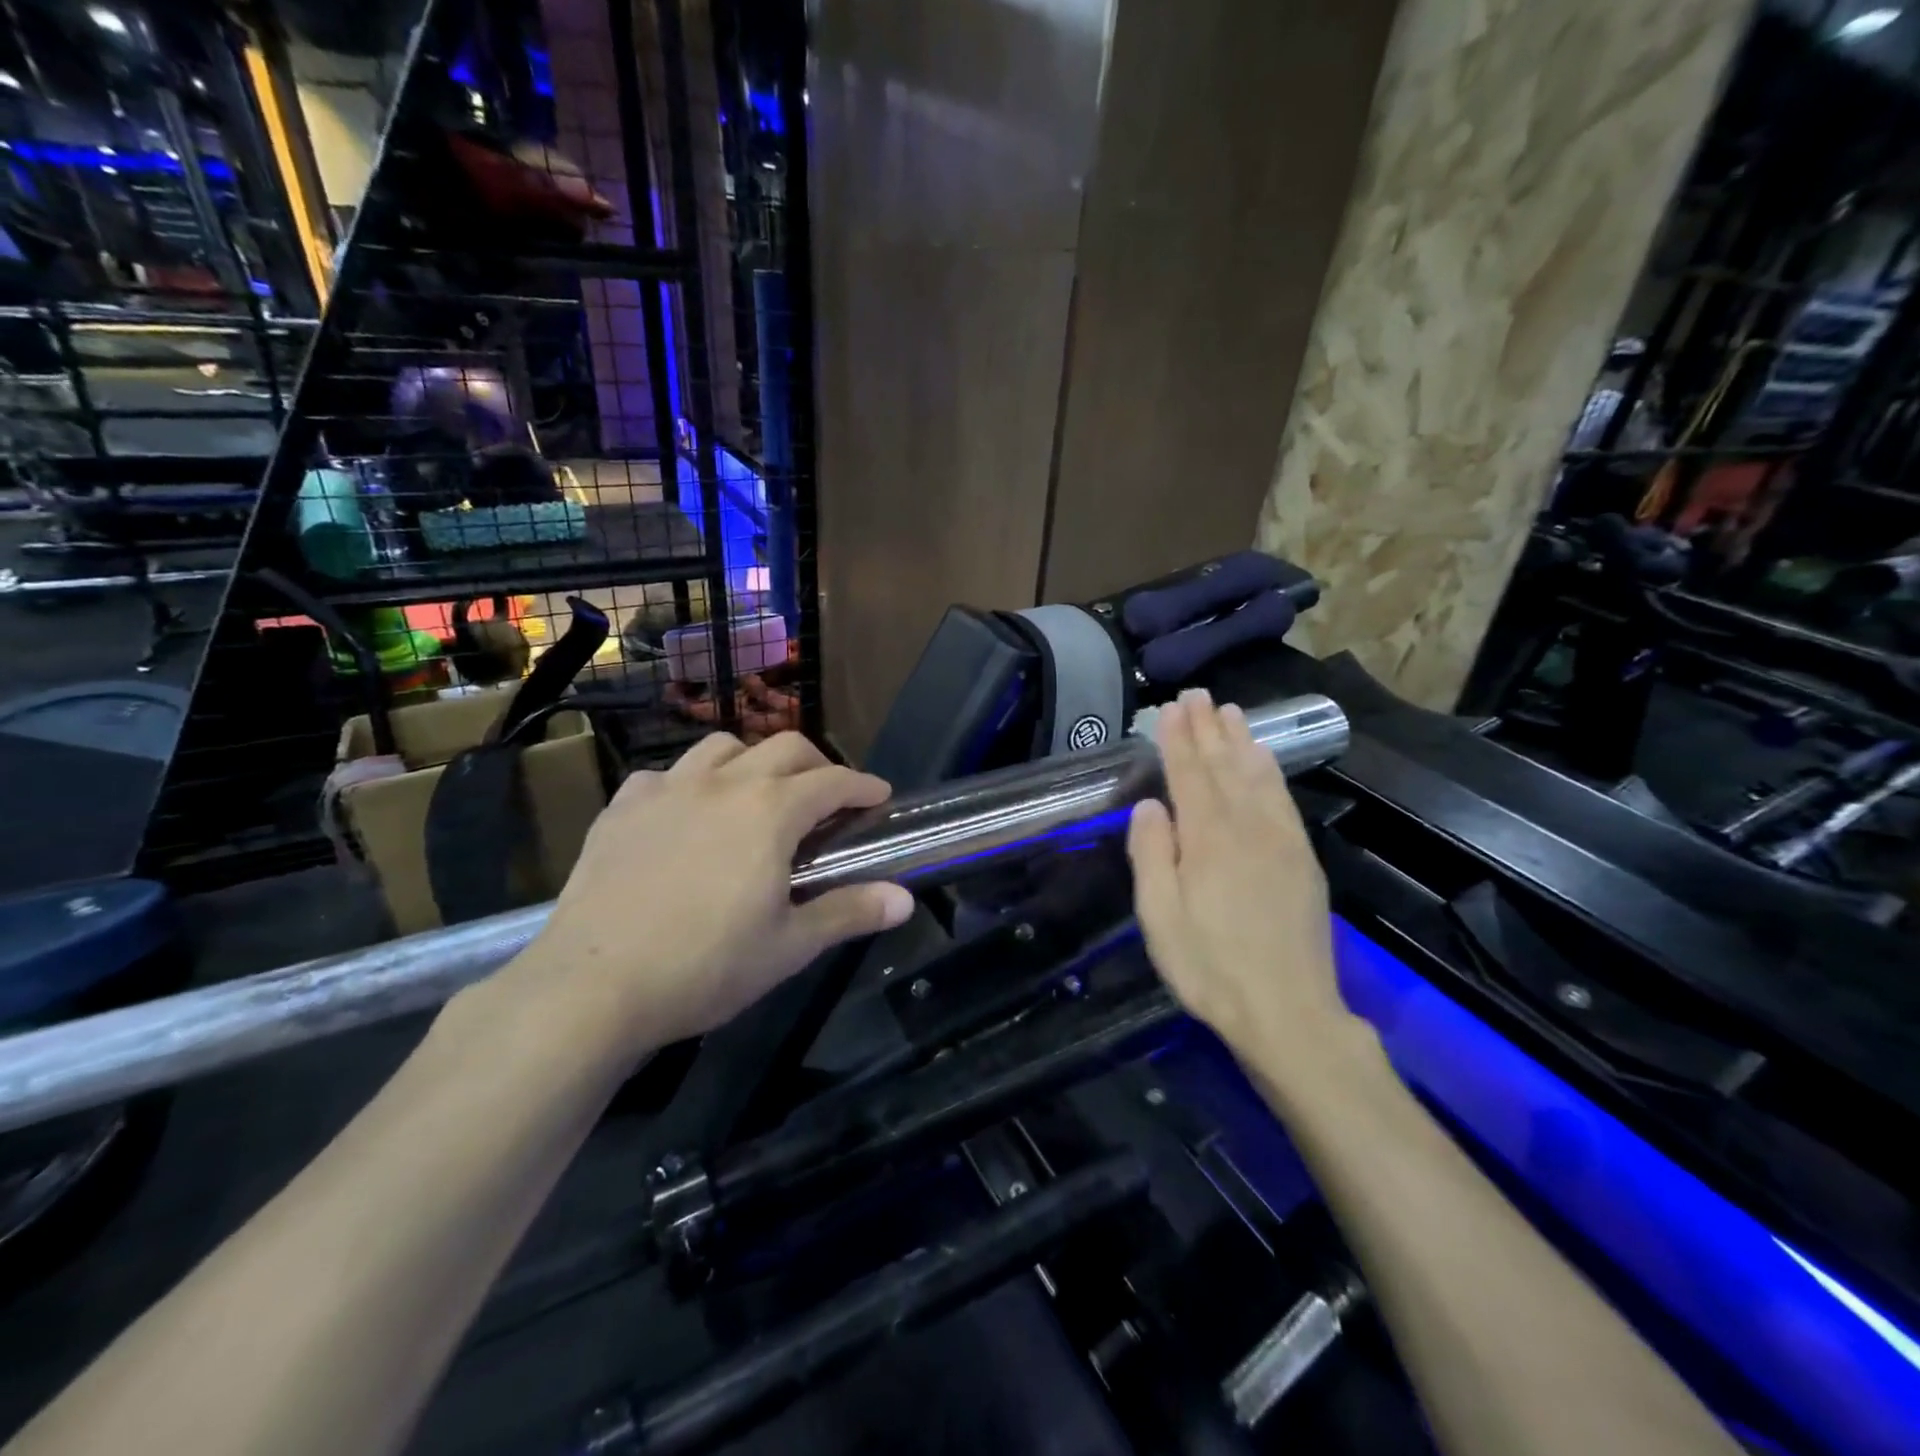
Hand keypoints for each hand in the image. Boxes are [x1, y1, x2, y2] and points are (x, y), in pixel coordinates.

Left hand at [503, 732, 913, 1055]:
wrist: (592, 986)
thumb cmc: (705, 966)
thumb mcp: (789, 946)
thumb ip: (850, 912)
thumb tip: (904, 899)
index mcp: (771, 812)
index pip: (833, 780)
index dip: (863, 785)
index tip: (879, 796)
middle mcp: (723, 783)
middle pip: (784, 747)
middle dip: (817, 764)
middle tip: (827, 797)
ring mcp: (667, 789)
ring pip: (722, 747)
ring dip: (752, 760)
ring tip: (757, 794)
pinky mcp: (622, 807)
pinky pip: (665, 774)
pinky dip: (689, 782)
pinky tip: (685, 814)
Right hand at [1126, 690, 1351, 1067]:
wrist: (1288, 1012)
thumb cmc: (1209, 966)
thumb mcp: (1160, 917)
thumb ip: (1152, 855)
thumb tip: (1150, 806)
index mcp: (1207, 840)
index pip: (1189, 776)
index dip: (1178, 740)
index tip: (1170, 709)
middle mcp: (1246, 828)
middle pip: (1223, 767)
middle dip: (1207, 728)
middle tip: (1196, 694)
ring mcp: (1280, 841)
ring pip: (1257, 776)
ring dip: (1241, 741)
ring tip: (1229, 711)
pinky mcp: (1301, 858)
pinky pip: (1283, 799)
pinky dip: (1271, 771)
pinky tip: (1264, 758)